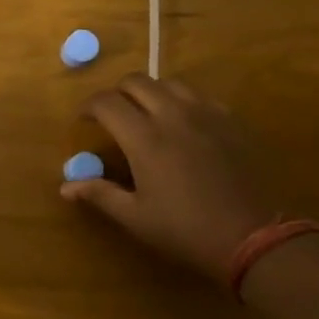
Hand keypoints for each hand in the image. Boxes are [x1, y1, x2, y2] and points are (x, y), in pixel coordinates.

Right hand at [63, 74, 275, 282]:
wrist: (253, 236)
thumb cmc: (185, 230)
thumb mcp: (136, 217)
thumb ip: (99, 194)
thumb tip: (65, 186)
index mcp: (144, 138)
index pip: (106, 102)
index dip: (89, 107)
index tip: (85, 121)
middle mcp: (172, 115)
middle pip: (136, 81)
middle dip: (118, 93)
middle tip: (114, 116)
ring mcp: (205, 114)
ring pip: (169, 83)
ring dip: (151, 92)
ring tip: (148, 114)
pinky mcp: (230, 121)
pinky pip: (199, 96)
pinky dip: (182, 101)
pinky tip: (184, 124)